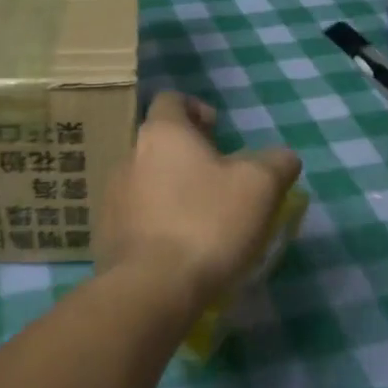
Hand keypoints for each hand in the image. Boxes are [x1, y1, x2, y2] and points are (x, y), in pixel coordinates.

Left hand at [100, 91, 301, 316]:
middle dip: (188, 155)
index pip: (171, 100)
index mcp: (162, 133)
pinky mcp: (105, 233)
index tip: (219, 132)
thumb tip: (282, 157)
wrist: (152, 287)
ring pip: (146, 179)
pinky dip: (156, 221)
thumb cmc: (208, 223)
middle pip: (159, 142)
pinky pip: (135, 215)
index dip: (196, 109)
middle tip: (219, 180)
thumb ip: (276, 162)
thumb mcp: (260, 187)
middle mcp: (129, 155)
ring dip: (171, 189)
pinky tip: (178, 246)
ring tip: (200, 217)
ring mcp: (112, 196)